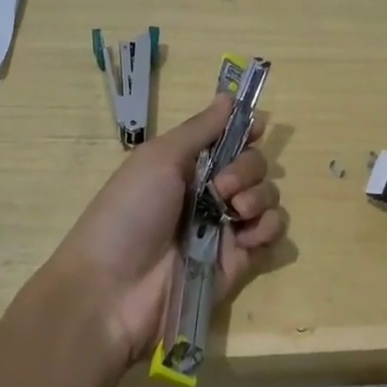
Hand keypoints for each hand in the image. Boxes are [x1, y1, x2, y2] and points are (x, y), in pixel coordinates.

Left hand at [41, 95, 285, 370]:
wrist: (113, 290)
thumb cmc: (129, 212)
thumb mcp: (159, 159)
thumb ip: (200, 129)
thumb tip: (229, 96)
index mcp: (187, 165)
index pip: (229, 139)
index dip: (246, 130)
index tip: (259, 125)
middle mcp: (209, 193)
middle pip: (255, 165)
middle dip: (248, 168)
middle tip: (222, 187)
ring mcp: (225, 228)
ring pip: (268, 197)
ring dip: (260, 196)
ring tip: (235, 212)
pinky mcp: (239, 260)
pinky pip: (272, 233)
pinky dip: (268, 227)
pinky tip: (246, 235)